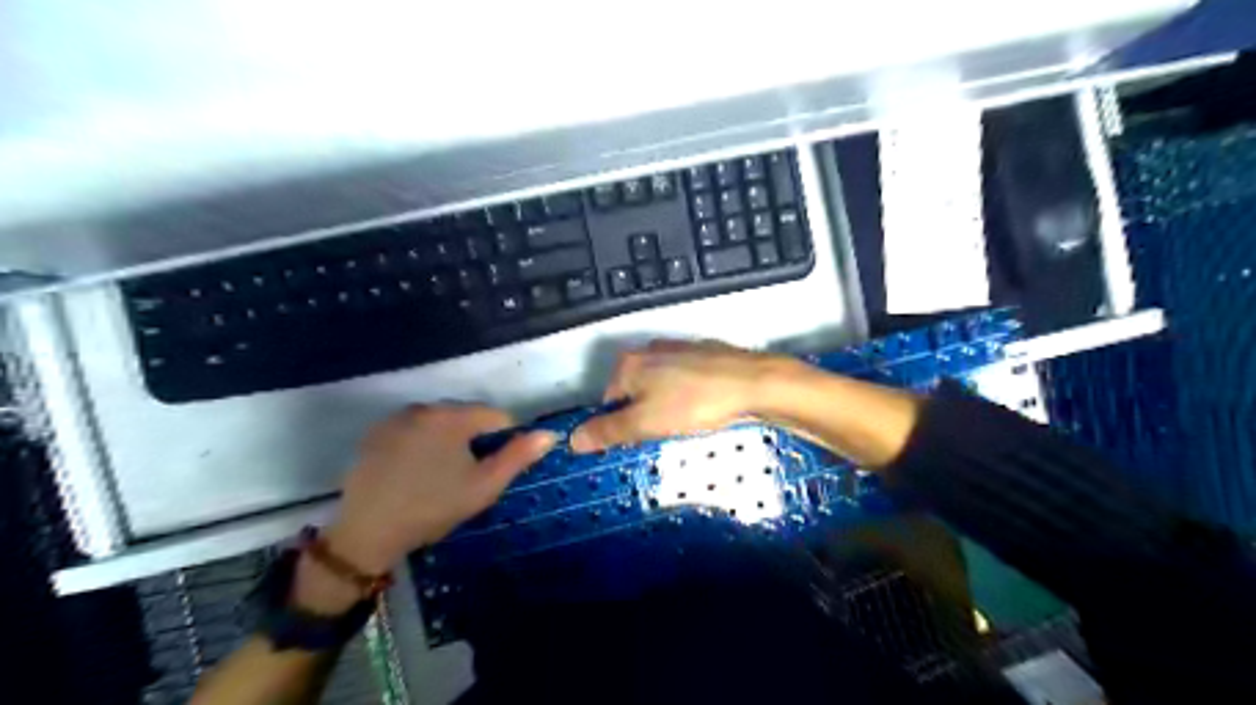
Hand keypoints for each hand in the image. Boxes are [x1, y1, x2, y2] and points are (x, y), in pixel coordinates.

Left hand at [326, 407, 554, 572]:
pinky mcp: (375, 434)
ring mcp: (395, 419)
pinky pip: (413, 431)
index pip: (496, 416)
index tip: (493, 468)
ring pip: (438, 423)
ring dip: (447, 440)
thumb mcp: (483, 486)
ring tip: (440, 476)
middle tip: (466, 476)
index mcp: (451, 417)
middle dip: (473, 439)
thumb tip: (549, 434)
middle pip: (465, 416)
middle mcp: (423, 407)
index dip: (503, 441)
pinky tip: (415, 473)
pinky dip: (421, 444)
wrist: (367, 533)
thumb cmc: (433, 507)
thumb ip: (518, 457)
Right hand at [570, 340, 780, 450]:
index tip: (643, 439)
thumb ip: (607, 431)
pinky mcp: (703, 353)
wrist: (752, 384)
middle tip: (667, 430)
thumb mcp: (644, 423)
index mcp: (628, 363)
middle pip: (634, 391)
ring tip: (688, 420)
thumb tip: (572, 439)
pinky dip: (687, 395)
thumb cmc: (693, 403)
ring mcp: (677, 347)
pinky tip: (704, 406)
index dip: (622, 425)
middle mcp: (648, 349)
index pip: (609, 401)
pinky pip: (683, 379)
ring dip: (667, 406)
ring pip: (659, 386)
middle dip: (646, 415)